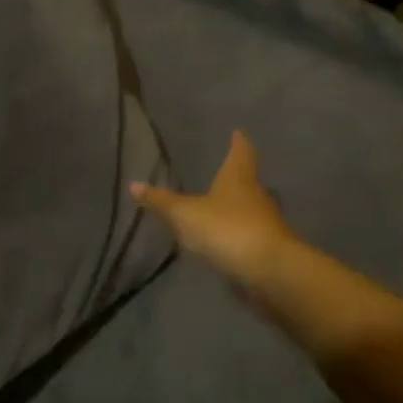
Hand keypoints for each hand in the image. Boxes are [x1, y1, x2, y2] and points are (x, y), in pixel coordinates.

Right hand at [131, 131, 296, 287]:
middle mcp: (257, 195)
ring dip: (236, 207)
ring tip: (217, 208)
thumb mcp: (185, 214)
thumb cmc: (226, 229)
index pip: (241, 153)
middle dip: (236, 177)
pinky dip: (237, 233)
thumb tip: (134, 184)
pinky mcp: (268, 247)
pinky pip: (249, 233)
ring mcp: (266, 222)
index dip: (238, 143)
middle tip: (222, 173)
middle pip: (248, 181)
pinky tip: (224, 240)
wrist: (269, 270)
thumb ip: (161, 201)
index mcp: (239, 179)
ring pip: (250, 208)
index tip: (238, 133)